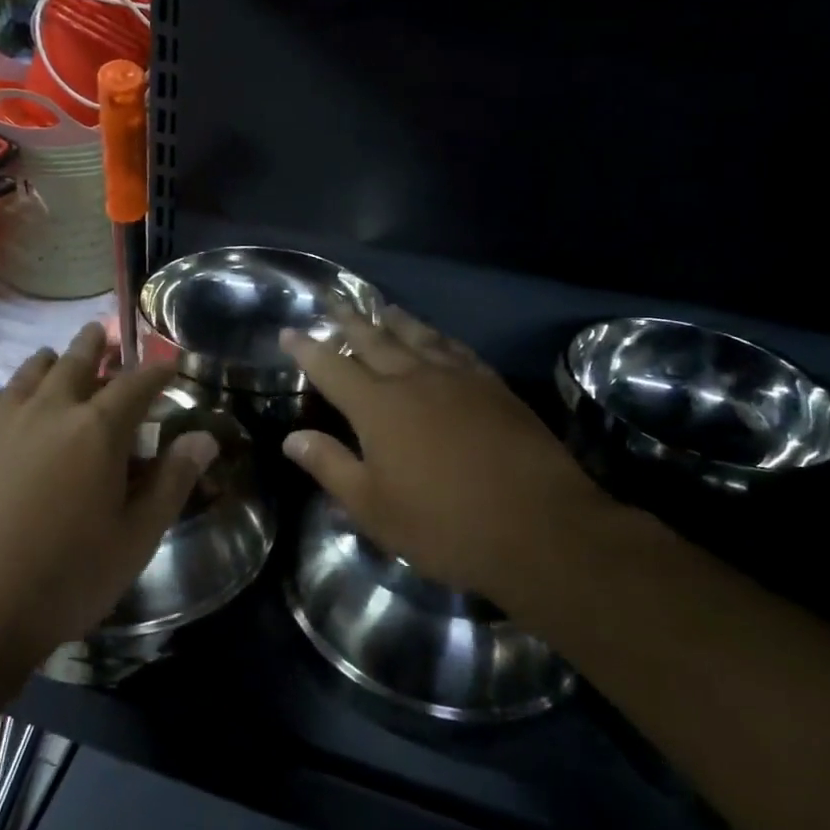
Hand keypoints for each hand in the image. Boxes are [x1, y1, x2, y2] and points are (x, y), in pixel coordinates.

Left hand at [0, 323, 217, 741]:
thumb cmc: (63, 580)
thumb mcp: (134, 539)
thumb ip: (172, 482)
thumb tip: (205, 437)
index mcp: (97, 429)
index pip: (136, 383)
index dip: (156, 370)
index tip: (167, 363)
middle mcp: (48, 408)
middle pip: (77, 360)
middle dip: (97, 346)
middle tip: (104, 335)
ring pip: (30, 372)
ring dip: (51, 362)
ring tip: (57, 359)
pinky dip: (6, 393)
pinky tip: (5, 406)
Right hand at [280, 309, 609, 612]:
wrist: (541, 528)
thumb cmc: (445, 525)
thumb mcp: (374, 507)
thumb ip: (330, 466)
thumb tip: (292, 437)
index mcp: (377, 406)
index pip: (331, 367)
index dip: (307, 349)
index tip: (288, 331)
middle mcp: (415, 379)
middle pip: (374, 340)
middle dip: (349, 320)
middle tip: (332, 301)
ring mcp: (459, 379)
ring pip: (418, 337)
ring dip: (394, 321)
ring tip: (381, 307)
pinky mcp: (494, 387)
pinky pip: (457, 350)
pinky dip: (438, 338)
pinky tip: (437, 339)